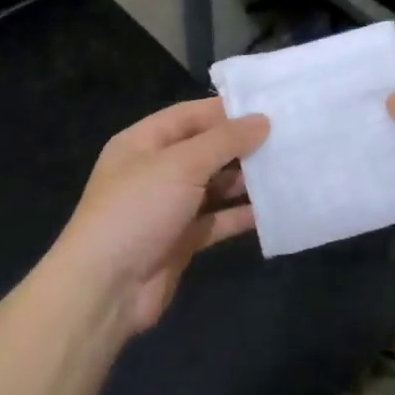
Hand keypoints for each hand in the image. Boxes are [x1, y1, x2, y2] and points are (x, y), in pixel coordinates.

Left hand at [50, 98, 269, 335]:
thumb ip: (224, 141)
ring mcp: (168, 207)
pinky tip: (274, 210)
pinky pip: (217, 220)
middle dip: (242, 145)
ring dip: (246, 180)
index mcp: (143, 142)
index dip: (227, 110)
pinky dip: (241, 215)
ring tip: (289, 170)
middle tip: (289, 138)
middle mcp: (155, 170)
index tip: (271, 107)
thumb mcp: (181, 165)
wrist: (106, 287)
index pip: (190, 115)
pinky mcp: (181, 239)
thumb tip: (262, 120)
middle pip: (205, 150)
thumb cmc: (138, 210)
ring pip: (214, 185)